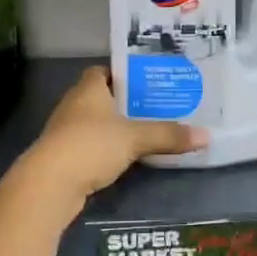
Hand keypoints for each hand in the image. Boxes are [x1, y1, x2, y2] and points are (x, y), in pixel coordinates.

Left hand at [23, 67, 208, 204]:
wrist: (49, 184)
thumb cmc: (91, 145)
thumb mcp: (135, 138)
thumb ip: (168, 135)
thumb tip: (207, 136)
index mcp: (88, 88)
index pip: (104, 71)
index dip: (124, 74)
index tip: (147, 81)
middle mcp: (74, 104)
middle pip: (102, 97)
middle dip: (125, 102)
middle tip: (156, 106)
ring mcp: (65, 131)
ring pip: (95, 123)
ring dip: (114, 127)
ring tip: (145, 132)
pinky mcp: (63, 157)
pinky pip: (89, 146)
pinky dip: (105, 149)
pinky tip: (124, 158)